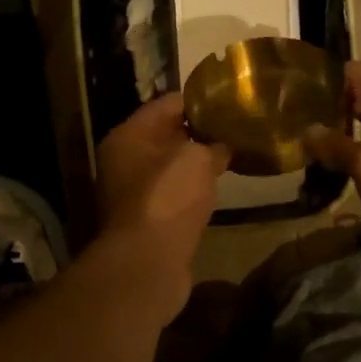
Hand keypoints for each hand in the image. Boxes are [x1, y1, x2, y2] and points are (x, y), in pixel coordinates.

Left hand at [95, 94, 228, 322]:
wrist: (148, 261)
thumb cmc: (169, 197)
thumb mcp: (198, 158)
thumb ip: (212, 144)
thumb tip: (224, 145)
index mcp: (128, 136)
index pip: (167, 104)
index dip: (200, 100)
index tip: (230, 101)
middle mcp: (123, 160)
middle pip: (166, 135)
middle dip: (200, 131)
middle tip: (236, 128)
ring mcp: (132, 192)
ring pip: (170, 167)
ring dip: (197, 163)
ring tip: (232, 155)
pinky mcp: (146, 219)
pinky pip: (173, 193)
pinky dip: (192, 189)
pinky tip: (217, 188)